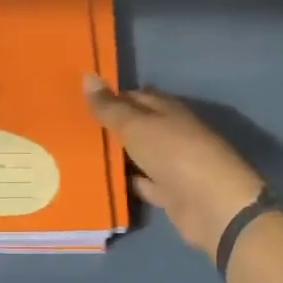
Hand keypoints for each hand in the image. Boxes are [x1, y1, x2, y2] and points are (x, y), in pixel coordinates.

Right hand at [82, 73, 264, 259]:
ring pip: (137, 156)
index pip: (134, 97)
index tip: (77, 101)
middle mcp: (170, 133)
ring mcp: (171, 165)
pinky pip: (141, 183)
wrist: (212, 206)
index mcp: (167, 110)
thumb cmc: (175, 154)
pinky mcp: (169, 194)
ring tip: (76, 154)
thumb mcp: (136, 126)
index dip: (109, 97)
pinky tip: (99, 181)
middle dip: (108, 127)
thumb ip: (110, 107)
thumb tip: (87, 76)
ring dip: (115, 155)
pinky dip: (125, 182)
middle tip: (70, 128)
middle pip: (135, 127)